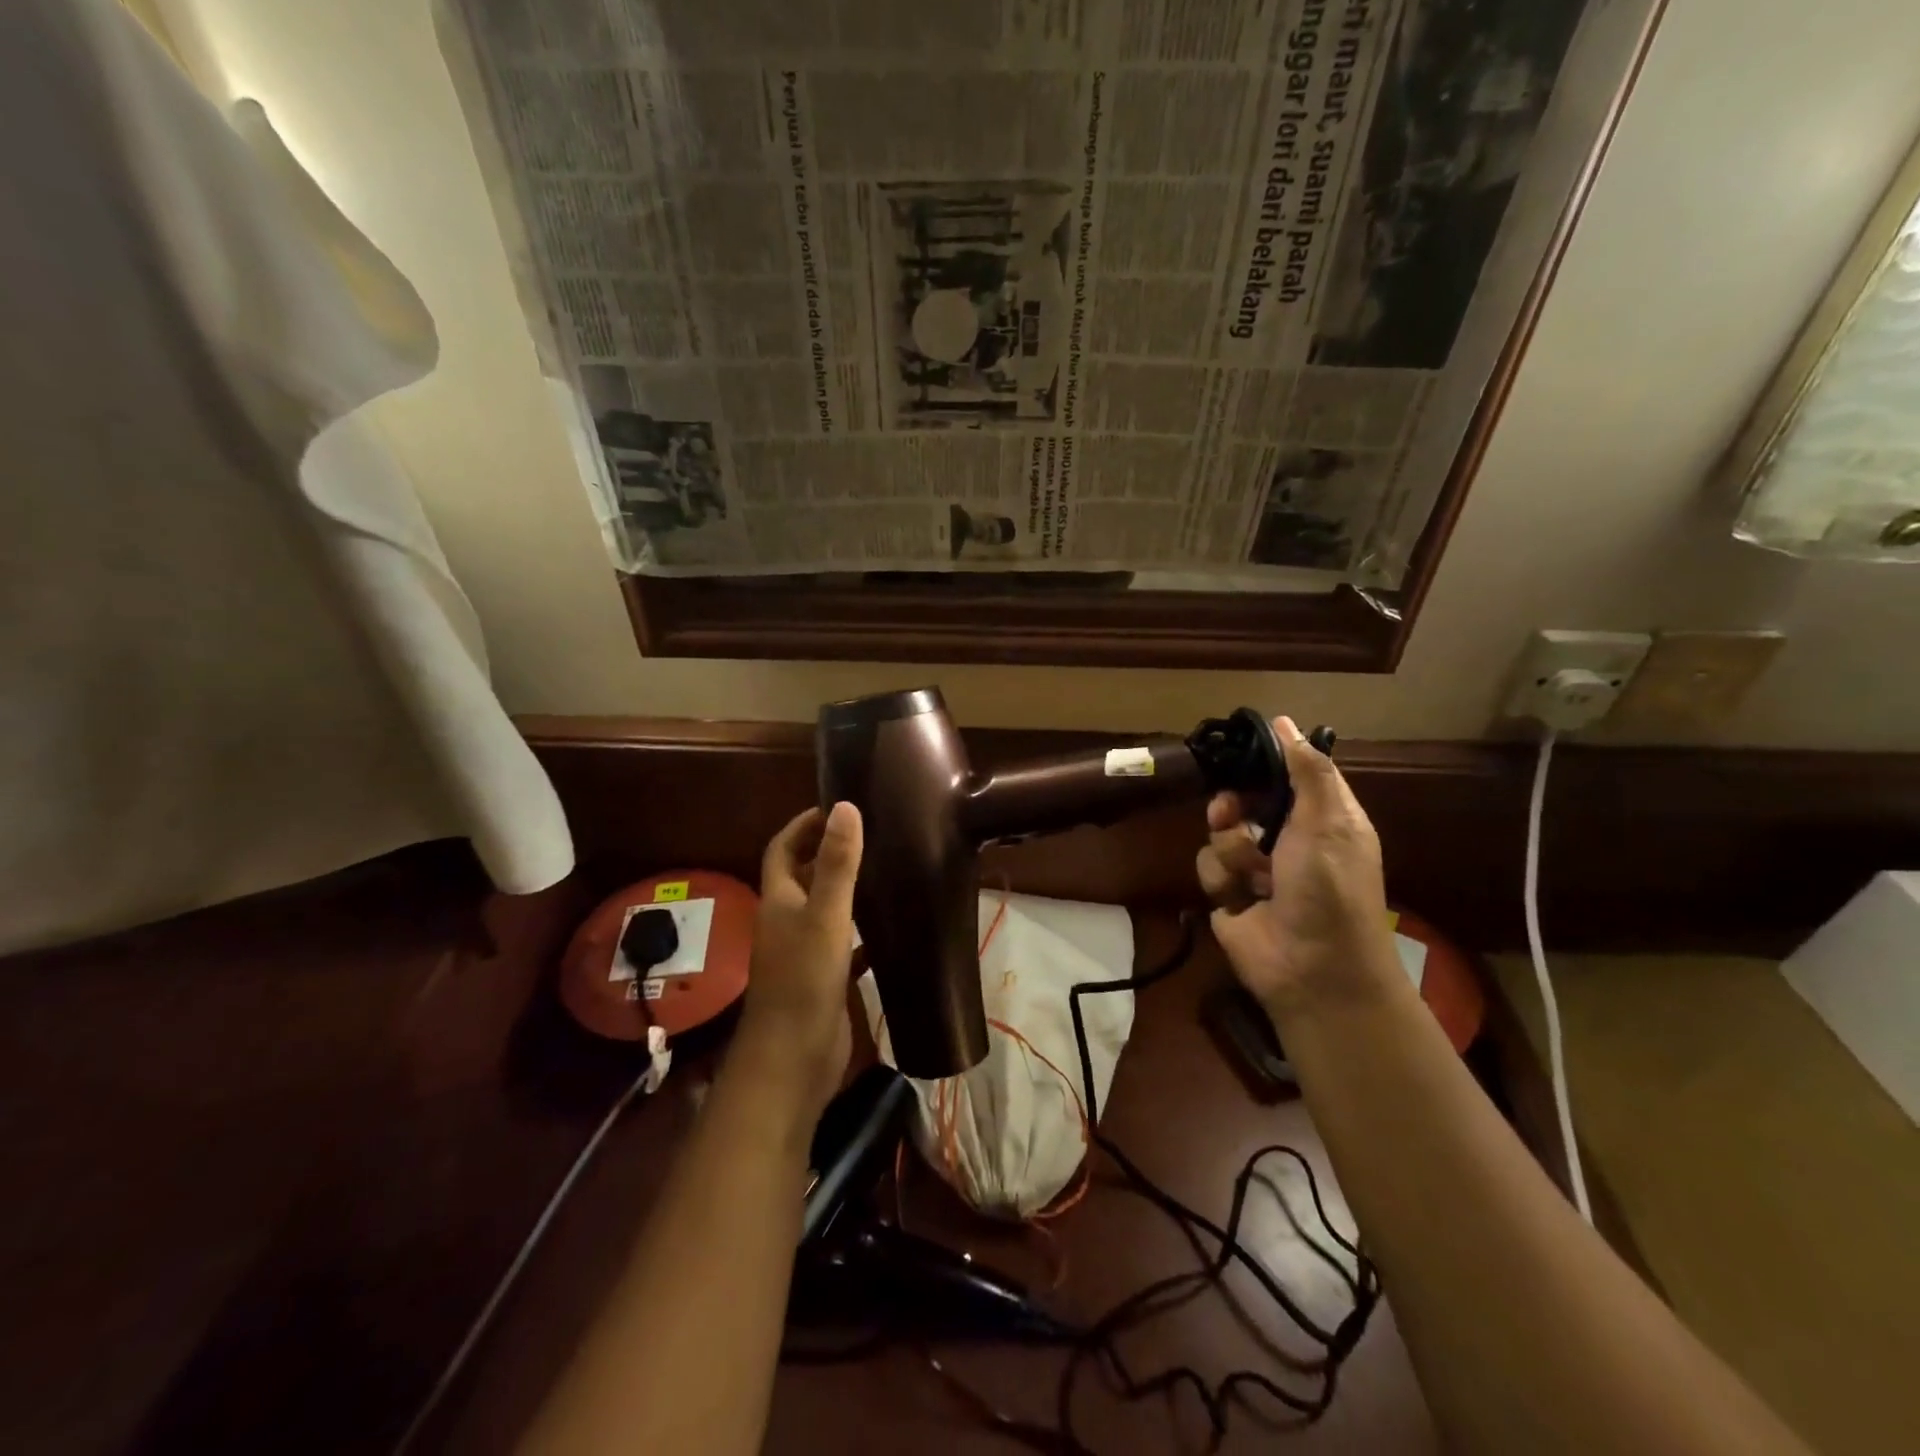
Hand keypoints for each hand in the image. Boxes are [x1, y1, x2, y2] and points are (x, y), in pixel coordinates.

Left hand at [731, 802, 863, 1122]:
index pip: (783, 849)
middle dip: (828, 852)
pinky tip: (890, 928)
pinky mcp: (823, 979)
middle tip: (870, 834)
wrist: (793, 1060)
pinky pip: (844, 945)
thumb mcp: (826, 915)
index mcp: (779, 900)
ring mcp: (804, 952)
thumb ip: (837, 863)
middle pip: (803, 876)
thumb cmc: (804, 980)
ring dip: (846, 889)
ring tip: (885, 869)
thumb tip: (845, 806)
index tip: (835, 806)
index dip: (803, 825)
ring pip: (825, 909)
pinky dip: (862, 932)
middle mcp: (787, 922)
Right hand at [1197, 717, 1403, 1026]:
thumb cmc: (1329, 890)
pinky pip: (1209, 866)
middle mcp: (1287, 839)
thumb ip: (1308, 771)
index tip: (1239, 750)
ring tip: (1253, 874)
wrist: (1312, 969)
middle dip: (1234, 806)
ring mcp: (1256, 868)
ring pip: (1220, 832)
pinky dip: (1222, 879)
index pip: (1289, 773)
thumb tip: (1285, 723)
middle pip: (1244, 799)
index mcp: (1320, 818)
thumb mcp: (1329, 823)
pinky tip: (1239, 898)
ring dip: (1232, 850)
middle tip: (1231, 812)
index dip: (1265, 761)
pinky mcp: (1229, 894)